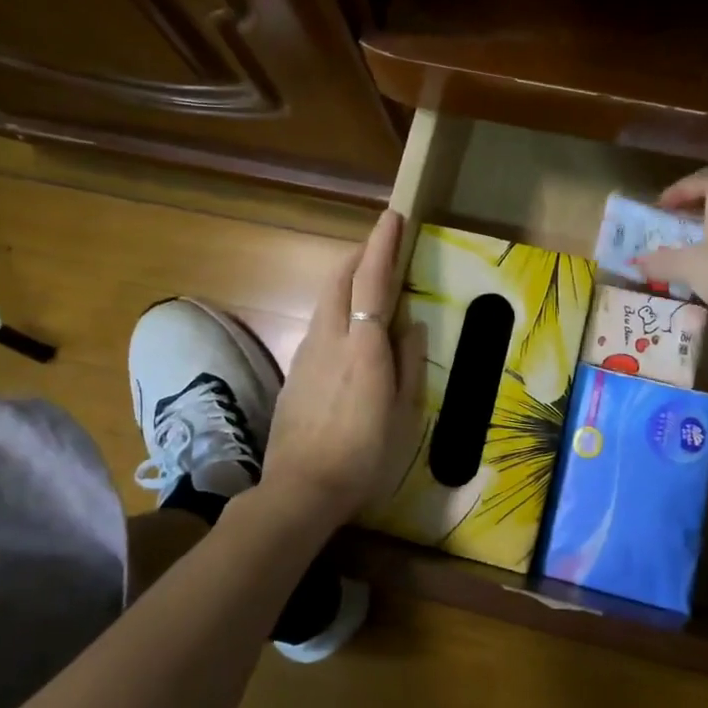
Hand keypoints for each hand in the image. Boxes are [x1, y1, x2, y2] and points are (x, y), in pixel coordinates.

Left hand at [264, 210, 426, 530]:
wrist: (301, 489)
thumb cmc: (365, 454)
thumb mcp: (404, 413)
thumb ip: (409, 363)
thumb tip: (412, 326)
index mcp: (363, 346)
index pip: (370, 281)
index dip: (381, 246)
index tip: (391, 217)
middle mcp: (330, 338)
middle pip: (339, 280)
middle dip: (359, 254)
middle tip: (382, 245)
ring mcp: (307, 354)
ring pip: (325, 300)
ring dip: (346, 280)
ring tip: (369, 282)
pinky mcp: (295, 372)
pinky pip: (318, 325)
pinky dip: (336, 309)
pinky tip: (349, 330)